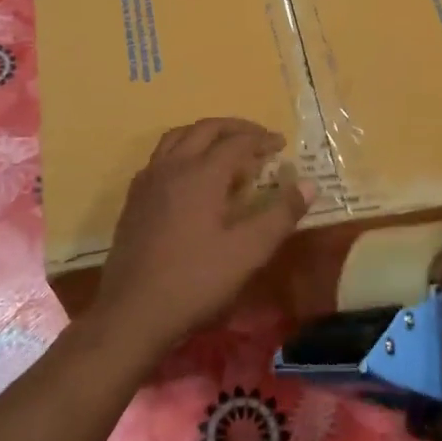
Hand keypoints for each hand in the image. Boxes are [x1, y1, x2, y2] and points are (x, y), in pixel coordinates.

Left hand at [98, 119, 311, 354]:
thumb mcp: (248, 252)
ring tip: (224, 149)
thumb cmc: (196, 281)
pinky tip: (190, 177)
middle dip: (234, 128)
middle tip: (257, 139)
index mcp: (201, 174)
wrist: (133, 312)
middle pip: (204, 129)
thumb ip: (280, 215)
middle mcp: (172, 167)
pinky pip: (160, 158)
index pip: (236, 141)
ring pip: (177, 138)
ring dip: (204, 135)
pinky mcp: (134, 199)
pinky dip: (182, 152)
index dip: (262, 139)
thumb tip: (308, 184)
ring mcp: (148, 181)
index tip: (281, 145)